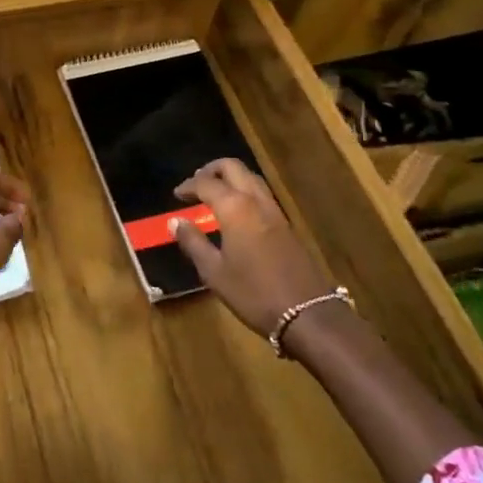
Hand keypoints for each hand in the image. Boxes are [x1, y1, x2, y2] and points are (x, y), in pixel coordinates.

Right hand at [172, 158, 332, 342]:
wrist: (307, 313)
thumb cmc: (253, 293)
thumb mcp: (214, 272)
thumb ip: (193, 242)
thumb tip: (175, 221)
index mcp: (235, 208)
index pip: (206, 183)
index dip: (188, 185)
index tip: (176, 194)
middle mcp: (256, 201)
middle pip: (233, 168)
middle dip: (212, 169)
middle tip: (196, 183)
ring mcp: (275, 211)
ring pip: (251, 178)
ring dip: (231, 178)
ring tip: (215, 193)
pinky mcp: (286, 225)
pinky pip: (262, 194)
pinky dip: (245, 191)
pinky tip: (237, 211)